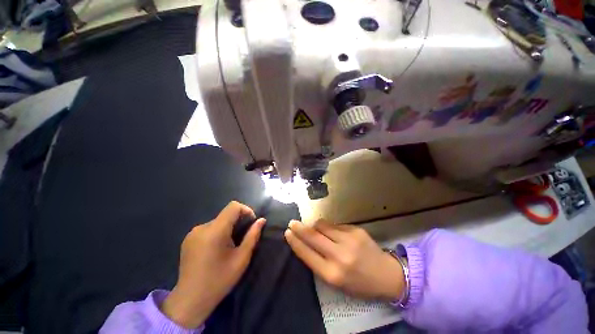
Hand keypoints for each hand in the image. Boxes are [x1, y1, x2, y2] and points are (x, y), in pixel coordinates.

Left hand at [161, 201, 265, 328]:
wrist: (190, 300)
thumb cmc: (219, 280)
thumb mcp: (241, 258)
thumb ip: (252, 236)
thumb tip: (261, 220)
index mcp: (215, 231)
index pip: (233, 206)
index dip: (246, 210)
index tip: (251, 223)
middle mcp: (202, 227)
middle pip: (226, 214)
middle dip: (238, 221)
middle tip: (242, 238)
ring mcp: (192, 233)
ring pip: (218, 221)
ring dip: (227, 228)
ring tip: (229, 246)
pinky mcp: (188, 239)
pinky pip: (208, 228)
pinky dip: (217, 233)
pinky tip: (217, 249)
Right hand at [284, 220, 403, 300]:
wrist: (386, 275)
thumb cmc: (358, 283)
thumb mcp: (336, 281)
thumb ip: (319, 262)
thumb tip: (306, 242)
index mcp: (332, 274)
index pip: (306, 254)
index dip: (295, 242)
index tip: (287, 233)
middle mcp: (339, 255)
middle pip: (312, 236)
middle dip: (299, 228)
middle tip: (292, 223)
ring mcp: (348, 240)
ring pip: (322, 225)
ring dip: (315, 226)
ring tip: (314, 228)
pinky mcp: (355, 230)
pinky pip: (335, 224)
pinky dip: (329, 227)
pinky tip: (332, 232)